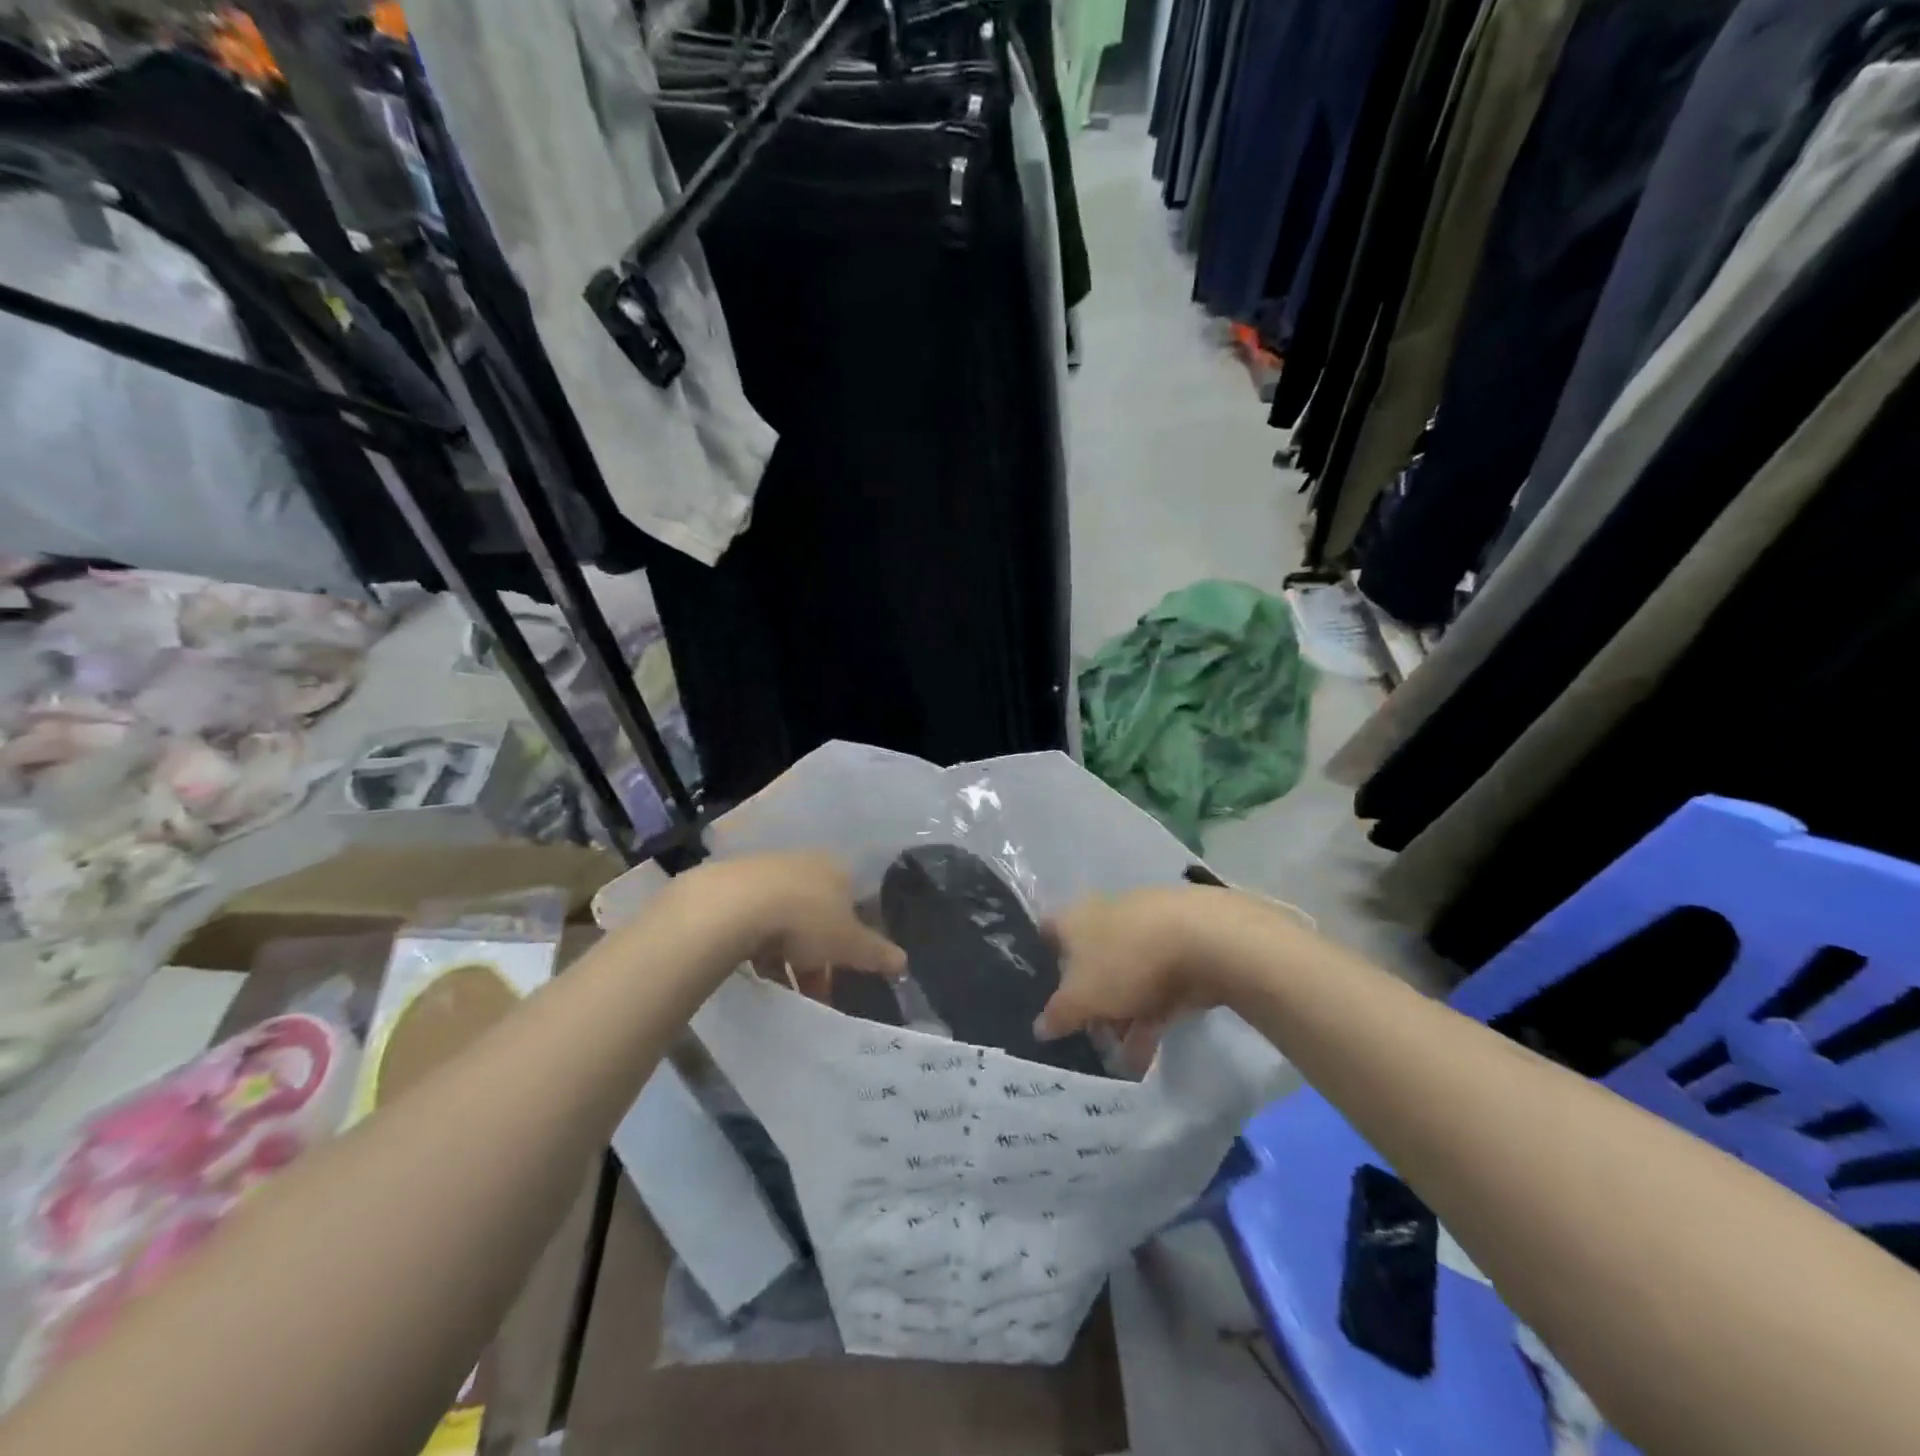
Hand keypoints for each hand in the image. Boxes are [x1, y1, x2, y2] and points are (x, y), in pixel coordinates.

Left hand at [685, 853, 905, 993]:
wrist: (736, 905)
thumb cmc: (806, 919)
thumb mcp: (850, 944)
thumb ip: (877, 953)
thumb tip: (904, 963)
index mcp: (837, 870)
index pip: (854, 903)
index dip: (853, 940)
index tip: (847, 970)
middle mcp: (805, 865)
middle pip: (820, 914)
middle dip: (820, 955)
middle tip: (818, 989)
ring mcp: (767, 873)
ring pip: (786, 920)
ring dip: (789, 956)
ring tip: (786, 991)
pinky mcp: (734, 888)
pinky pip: (756, 922)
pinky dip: (761, 949)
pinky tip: (757, 973)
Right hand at [1036, 886, 1261, 1055]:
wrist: (1203, 939)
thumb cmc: (1125, 961)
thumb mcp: (1081, 998)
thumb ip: (1058, 1014)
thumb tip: (1040, 1028)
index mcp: (1074, 918)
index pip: (1046, 932)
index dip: (1041, 961)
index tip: (1042, 995)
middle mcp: (1105, 915)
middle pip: (1088, 960)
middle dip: (1088, 1002)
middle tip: (1088, 1038)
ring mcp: (1145, 929)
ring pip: (1124, 976)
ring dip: (1121, 1017)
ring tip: (1124, 1059)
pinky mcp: (1179, 947)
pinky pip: (1156, 986)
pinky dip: (1150, 1016)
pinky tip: (1149, 1053)